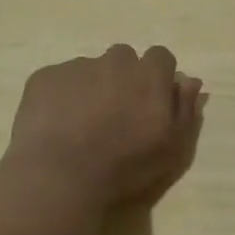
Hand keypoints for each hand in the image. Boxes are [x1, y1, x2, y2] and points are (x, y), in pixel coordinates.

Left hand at [5, 45, 206, 207]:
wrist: (60, 176)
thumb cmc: (125, 166)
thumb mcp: (172, 147)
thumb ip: (185, 109)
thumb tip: (190, 81)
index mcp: (150, 74)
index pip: (161, 57)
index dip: (157, 77)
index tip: (151, 102)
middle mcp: (115, 61)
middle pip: (124, 58)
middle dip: (124, 78)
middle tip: (117, 113)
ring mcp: (76, 66)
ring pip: (90, 68)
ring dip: (92, 86)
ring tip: (83, 123)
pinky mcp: (44, 77)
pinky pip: (59, 79)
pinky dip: (62, 95)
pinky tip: (58, 124)